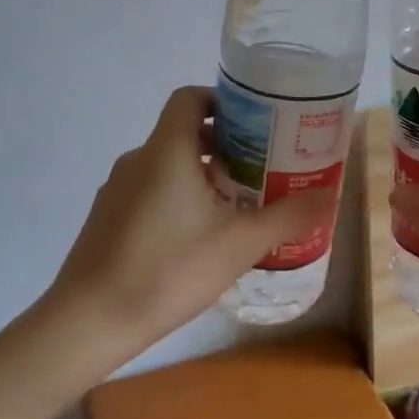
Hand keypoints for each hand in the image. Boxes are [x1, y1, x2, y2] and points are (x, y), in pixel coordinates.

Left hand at [47, 85, 337, 361]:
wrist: (89, 320)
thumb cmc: (169, 269)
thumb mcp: (239, 243)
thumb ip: (287, 217)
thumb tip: (329, 195)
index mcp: (166, 150)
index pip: (190, 98)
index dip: (223, 101)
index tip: (257, 124)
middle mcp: (138, 159)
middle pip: (184, 132)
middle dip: (226, 145)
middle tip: (263, 168)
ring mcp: (117, 190)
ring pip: (168, 165)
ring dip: (204, 175)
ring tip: (238, 206)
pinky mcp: (108, 218)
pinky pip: (151, 191)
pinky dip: (179, 198)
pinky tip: (199, 238)